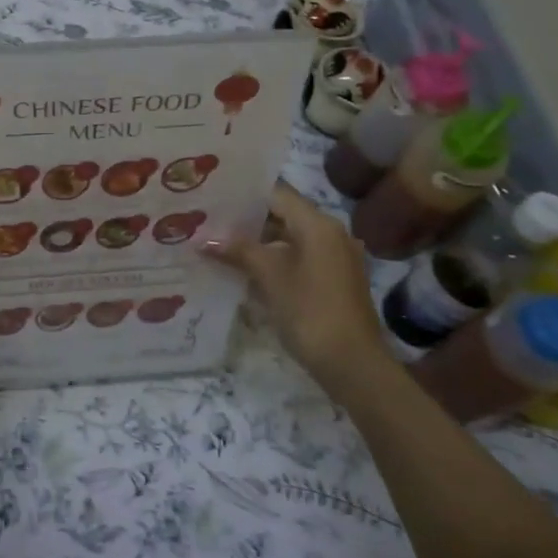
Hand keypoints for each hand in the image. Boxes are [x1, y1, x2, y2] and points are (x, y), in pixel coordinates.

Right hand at [204, 181, 385, 391]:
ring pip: (290, 237)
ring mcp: (335, 256)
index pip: (276, 194)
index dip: (243, 194)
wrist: (353, 364)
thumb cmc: (310, 311)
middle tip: (209, 220)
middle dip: (247, 219)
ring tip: (221, 243)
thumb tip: (204, 240)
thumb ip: (238, 251)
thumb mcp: (269, 276)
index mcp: (318, 224)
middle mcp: (331, 232)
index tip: (213, 196)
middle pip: (283, 214)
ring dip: (259, 240)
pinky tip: (246, 269)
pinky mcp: (334, 278)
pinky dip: (275, 258)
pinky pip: (299, 256)